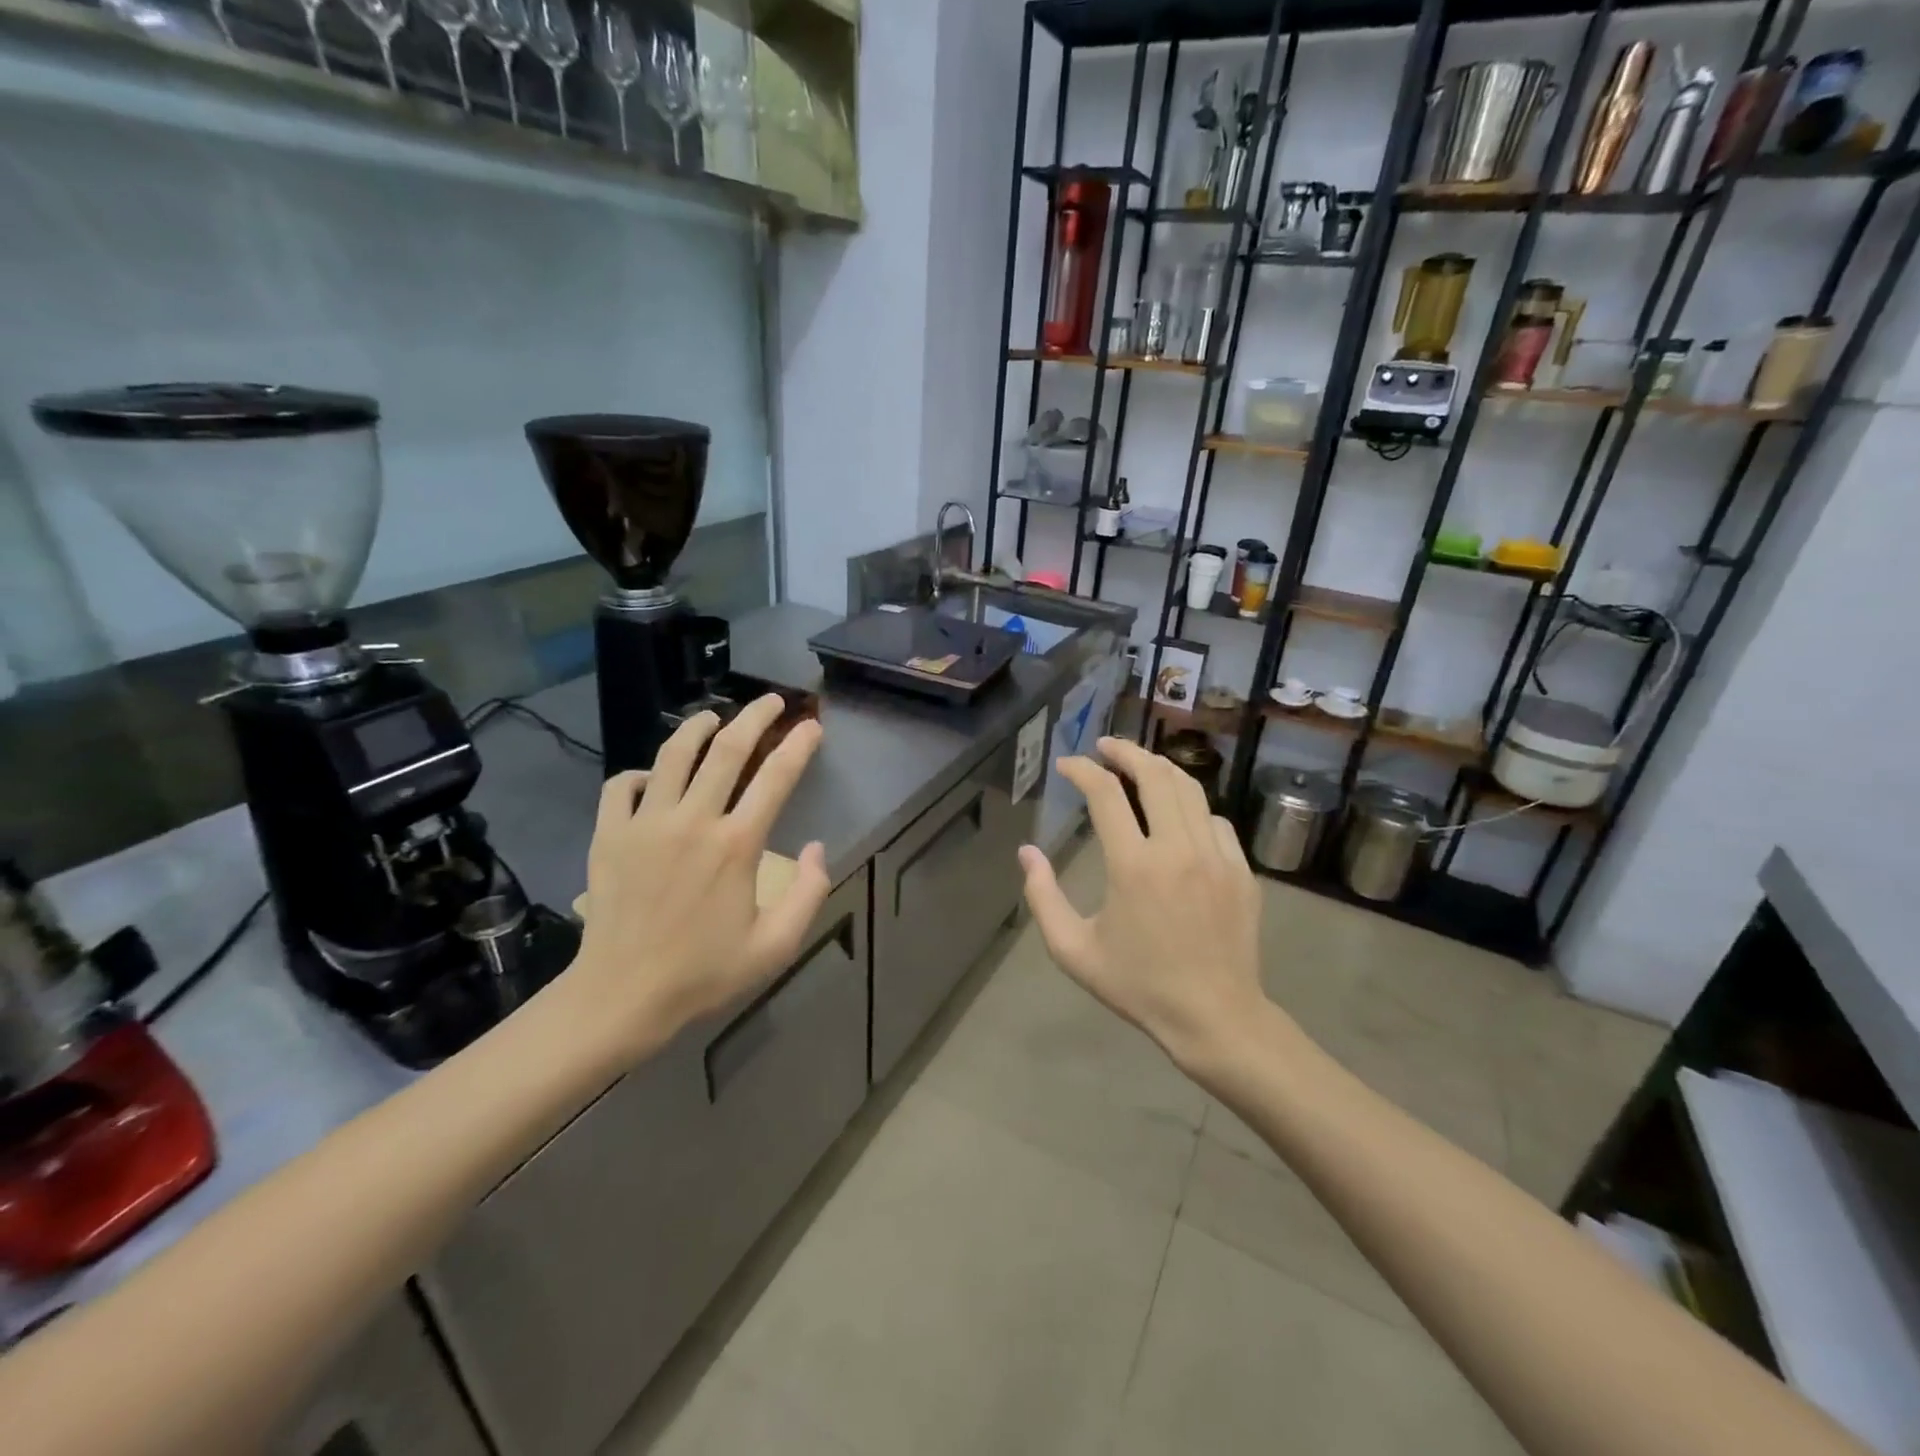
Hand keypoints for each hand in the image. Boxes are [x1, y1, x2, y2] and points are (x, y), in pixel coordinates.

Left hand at [571, 695, 830, 1060]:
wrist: (620, 996)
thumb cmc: (703, 973)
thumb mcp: (775, 946)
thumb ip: (810, 894)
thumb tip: (818, 849)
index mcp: (737, 845)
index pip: (777, 777)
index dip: (799, 745)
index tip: (812, 726)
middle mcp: (693, 821)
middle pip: (728, 749)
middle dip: (755, 717)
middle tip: (771, 701)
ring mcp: (646, 823)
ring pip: (673, 754)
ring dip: (698, 727)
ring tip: (713, 716)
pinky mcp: (609, 835)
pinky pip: (622, 786)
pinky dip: (641, 773)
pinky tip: (653, 777)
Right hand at [1018, 736, 1264, 1069]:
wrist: (1215, 1016)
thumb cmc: (1138, 985)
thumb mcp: (1073, 950)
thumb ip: (1042, 897)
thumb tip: (1027, 852)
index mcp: (1133, 865)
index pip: (1105, 795)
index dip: (1082, 771)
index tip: (1067, 765)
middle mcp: (1177, 848)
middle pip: (1154, 775)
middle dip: (1126, 751)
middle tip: (1105, 746)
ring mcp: (1216, 856)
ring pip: (1190, 790)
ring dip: (1160, 769)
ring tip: (1139, 764)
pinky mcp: (1241, 870)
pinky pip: (1215, 820)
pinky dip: (1191, 807)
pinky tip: (1178, 815)